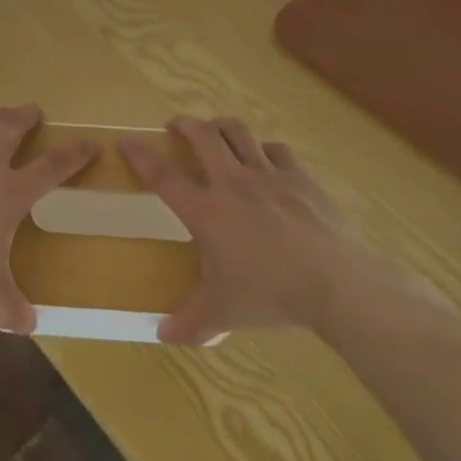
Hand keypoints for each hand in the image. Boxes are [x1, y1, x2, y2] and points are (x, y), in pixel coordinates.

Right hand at [122, 116, 369, 345]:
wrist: (334, 282)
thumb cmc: (270, 294)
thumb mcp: (223, 313)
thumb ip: (189, 322)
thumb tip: (161, 335)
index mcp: (206, 211)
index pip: (164, 176)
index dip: (141, 156)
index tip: (127, 142)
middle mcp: (232, 183)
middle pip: (202, 137)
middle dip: (184, 125)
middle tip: (176, 126)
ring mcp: (268, 175)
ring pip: (239, 133)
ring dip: (221, 126)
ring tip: (215, 130)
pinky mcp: (299, 177)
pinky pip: (277, 151)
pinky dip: (264, 149)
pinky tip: (265, 158)